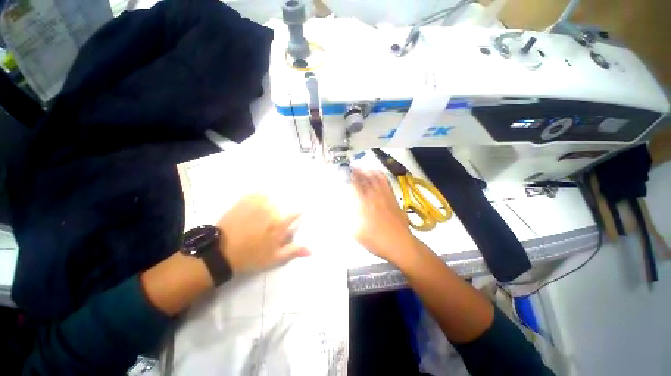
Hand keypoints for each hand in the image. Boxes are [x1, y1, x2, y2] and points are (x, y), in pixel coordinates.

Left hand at [216, 194, 309, 272]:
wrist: (222, 251)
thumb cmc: (251, 256)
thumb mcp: (274, 258)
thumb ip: (293, 251)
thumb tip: (311, 250)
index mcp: (279, 224)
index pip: (296, 213)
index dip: (298, 213)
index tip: (298, 213)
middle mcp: (271, 210)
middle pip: (284, 204)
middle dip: (282, 210)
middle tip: (273, 220)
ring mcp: (258, 203)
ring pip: (272, 197)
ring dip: (271, 201)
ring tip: (265, 210)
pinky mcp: (246, 199)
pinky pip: (258, 193)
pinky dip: (260, 196)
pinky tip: (257, 203)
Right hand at [352, 169, 418, 264]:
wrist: (400, 244)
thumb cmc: (376, 240)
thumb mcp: (356, 233)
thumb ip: (346, 221)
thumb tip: (339, 212)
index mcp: (364, 204)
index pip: (355, 185)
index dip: (349, 177)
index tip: (343, 173)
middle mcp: (374, 196)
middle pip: (366, 178)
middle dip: (357, 172)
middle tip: (350, 170)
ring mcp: (385, 195)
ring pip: (376, 177)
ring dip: (368, 171)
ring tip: (362, 170)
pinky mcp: (393, 197)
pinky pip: (386, 182)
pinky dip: (380, 175)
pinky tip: (376, 175)